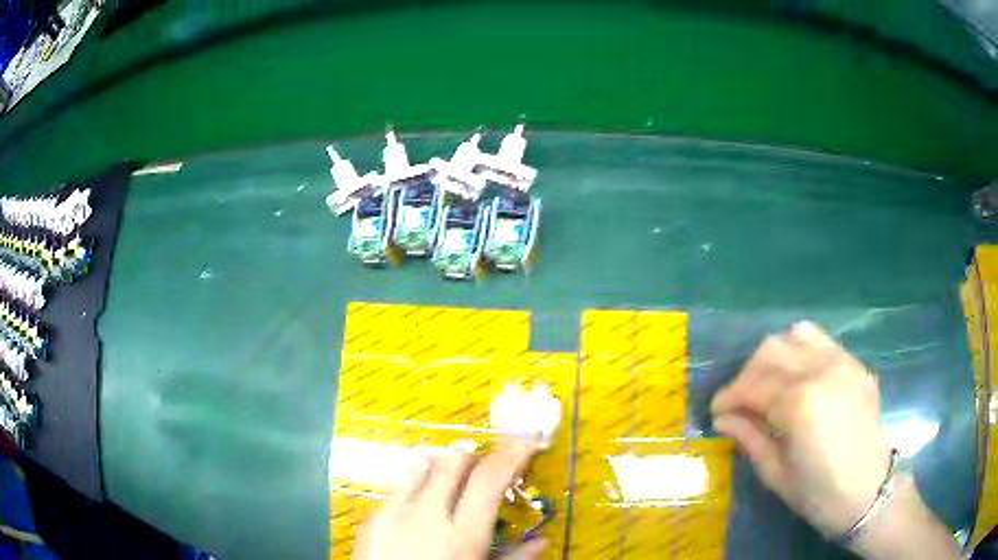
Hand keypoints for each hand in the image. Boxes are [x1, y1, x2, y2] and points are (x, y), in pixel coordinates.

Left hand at [353, 443, 547, 559]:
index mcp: (461, 536)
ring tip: (450, 485)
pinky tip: (420, 511)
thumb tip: (542, 541)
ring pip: (422, 466)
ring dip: (442, 468)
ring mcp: (393, 513)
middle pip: (453, 462)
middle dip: (474, 458)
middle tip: (483, 470)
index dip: (509, 456)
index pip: (488, 480)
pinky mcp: (372, 517)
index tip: (523, 444)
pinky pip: (399, 488)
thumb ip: (513, 559)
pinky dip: (417, 488)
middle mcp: (426, 516)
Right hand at [710, 321, 890, 536]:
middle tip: (740, 401)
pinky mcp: (855, 363)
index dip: (728, 396)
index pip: (752, 385)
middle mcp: (820, 370)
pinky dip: (800, 351)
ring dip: (774, 356)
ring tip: (769, 382)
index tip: (716, 411)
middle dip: (747, 374)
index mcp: (799, 403)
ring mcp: (842, 361)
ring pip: (795, 335)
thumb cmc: (818, 493)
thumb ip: (749, 437)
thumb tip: (722, 417)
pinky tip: (798, 377)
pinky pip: (821, 341)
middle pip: (770, 351)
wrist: (868, 491)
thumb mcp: (776, 473)